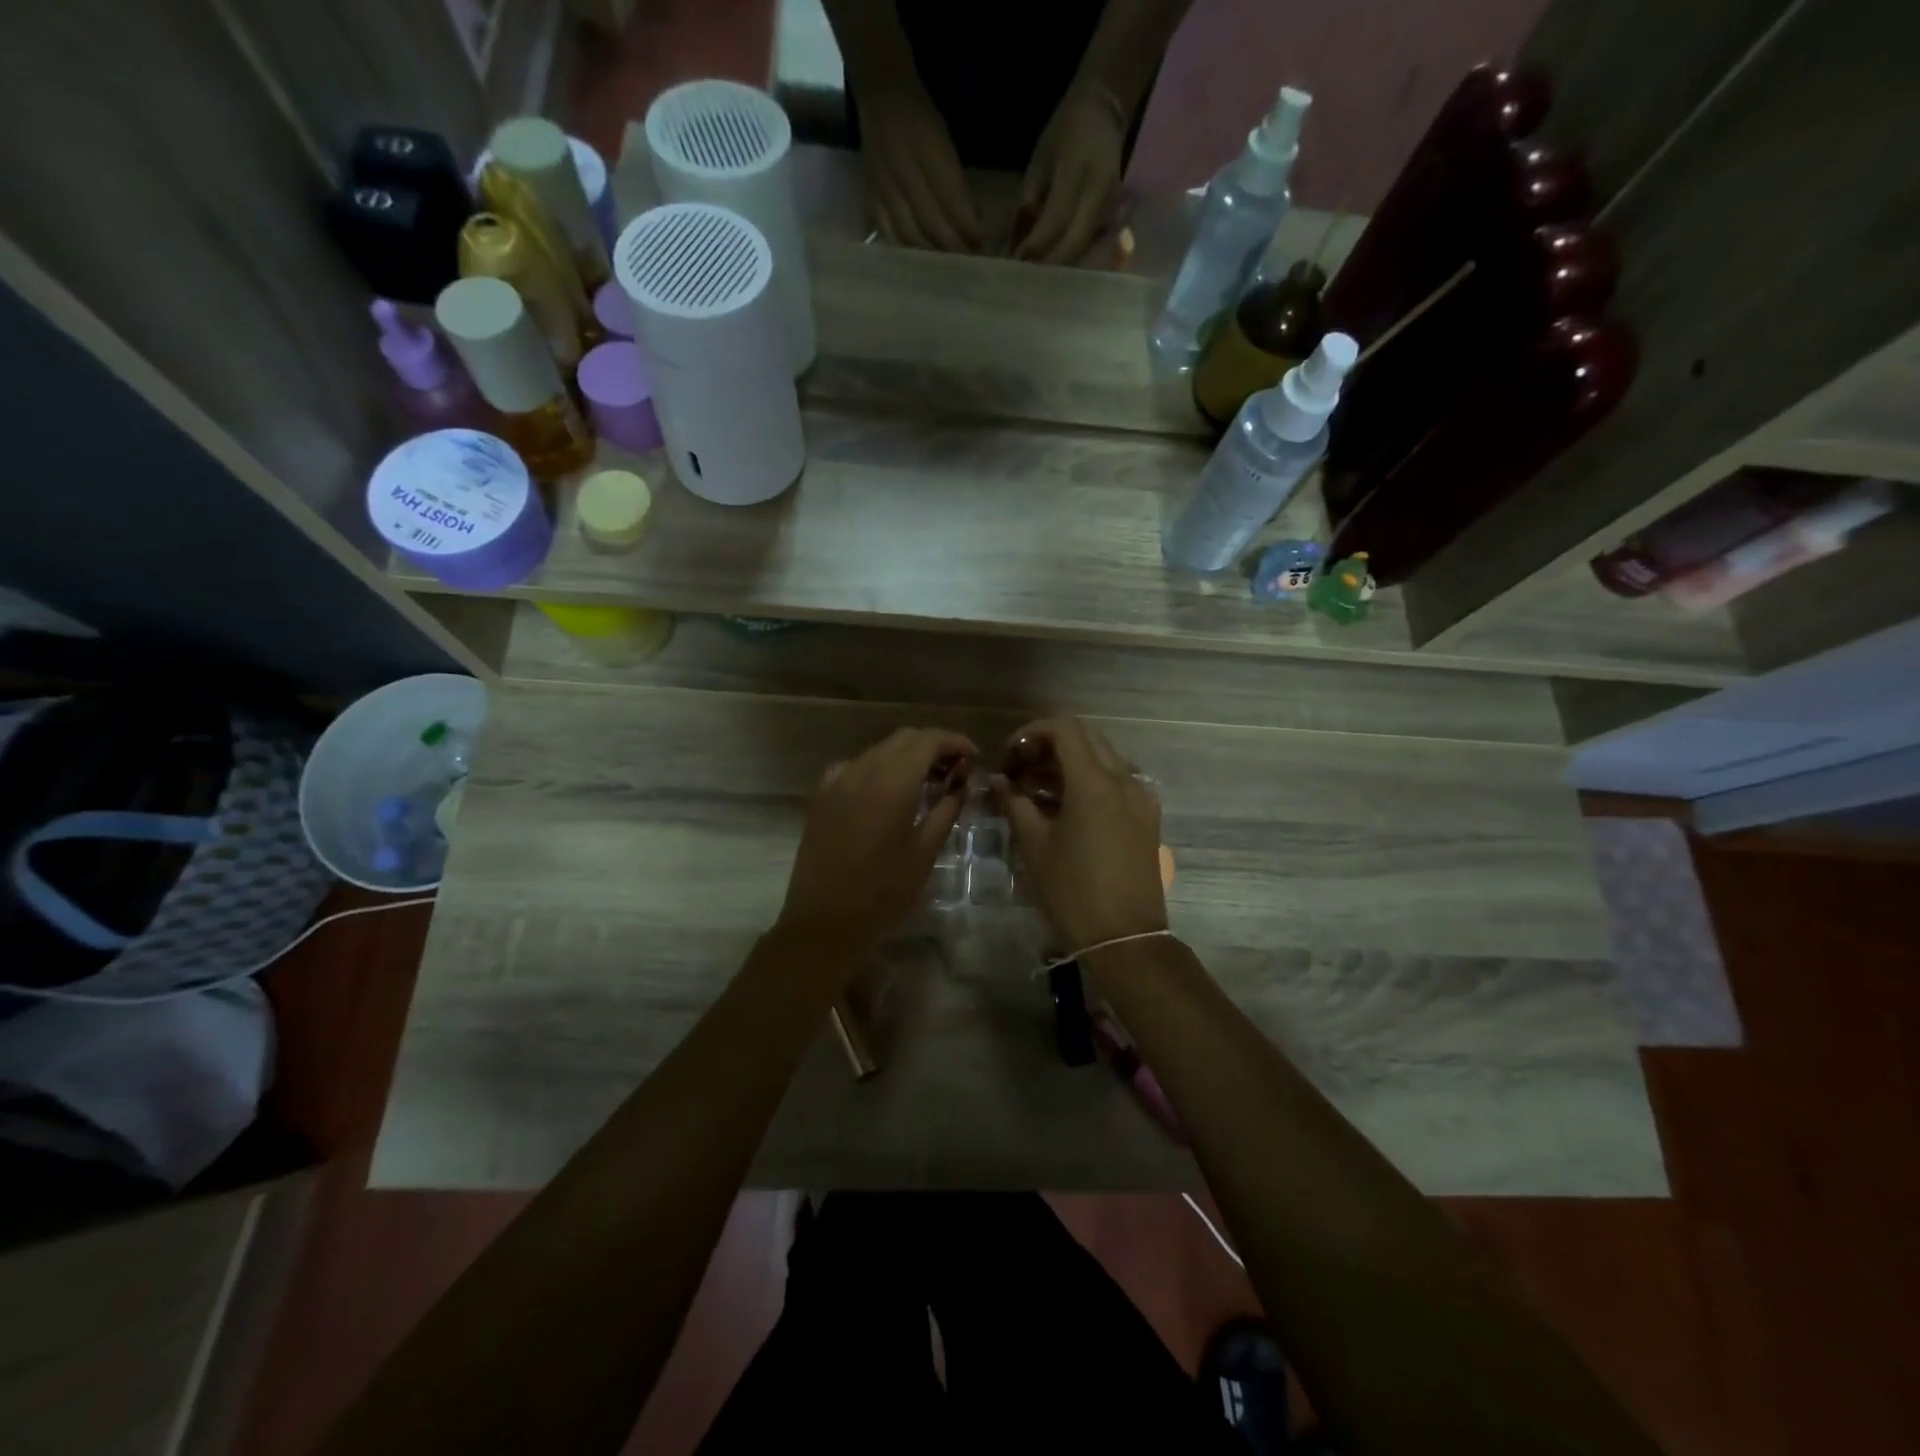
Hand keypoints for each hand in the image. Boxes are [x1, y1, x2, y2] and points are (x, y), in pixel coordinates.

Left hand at [776, 727, 977, 955]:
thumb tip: (963, 785)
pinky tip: (888, 793)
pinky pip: (856, 766)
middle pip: (905, 739)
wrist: (824, 921)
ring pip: (880, 750)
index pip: (929, 740)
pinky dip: (879, 769)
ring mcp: (837, 780)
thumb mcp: (925, 852)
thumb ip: (947, 810)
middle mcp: (863, 769)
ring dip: (907, 757)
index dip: (955, 742)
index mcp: (893, 782)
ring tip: (927, 783)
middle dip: (933, 746)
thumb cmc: (883, 892)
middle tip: (956, 771)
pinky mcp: (821, 795)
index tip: (974, 758)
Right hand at [860, 80, 981, 251]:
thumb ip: (956, 183)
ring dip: (931, 255)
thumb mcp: (945, 141)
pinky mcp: (870, 197)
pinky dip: (905, 250)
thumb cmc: (920, 117)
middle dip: (953, 247)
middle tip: (968, 264)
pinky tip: (918, 262)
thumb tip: (972, 226)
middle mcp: (903, 169)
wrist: (879, 94)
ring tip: (947, 267)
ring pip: (910, 234)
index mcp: (926, 148)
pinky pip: (888, 233)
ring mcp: (884, 186)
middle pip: (931, 222)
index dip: (967, 227)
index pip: (951, 199)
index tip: (982, 246)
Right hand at [992, 717, 1166, 952]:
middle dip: (1050, 746)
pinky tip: (1068, 809)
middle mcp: (1124, 780)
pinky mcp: (1148, 817)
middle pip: (1086, 738)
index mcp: (1094, 783)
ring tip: (1039, 792)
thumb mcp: (1035, 846)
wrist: (1126, 938)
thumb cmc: (1073, 892)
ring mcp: (1141, 797)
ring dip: (1071, 763)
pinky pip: (1118, 782)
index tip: (1011, 756)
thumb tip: (998, 780)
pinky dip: (1091, 781)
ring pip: (1104, 759)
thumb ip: (1015, 803)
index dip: (1032, 733)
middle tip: (1022, 771)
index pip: (1065, 728)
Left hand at [1014, 83, 1124, 263]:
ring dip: (1060, 270)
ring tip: (1037, 280)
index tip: (1016, 262)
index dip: (1035, 246)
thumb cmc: (1064, 134)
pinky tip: (1055, 270)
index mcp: (1079, 171)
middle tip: (1026, 280)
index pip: (1056, 220)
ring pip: (1084, 253)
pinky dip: (1072, 262)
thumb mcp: (1040, 161)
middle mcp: (1100, 194)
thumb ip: (1030, 203)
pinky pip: (1092, 250)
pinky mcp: (1114, 219)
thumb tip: (1017, 246)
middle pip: (1074, 245)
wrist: (1104, 112)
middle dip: (1048, 267)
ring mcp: (1112, 209)